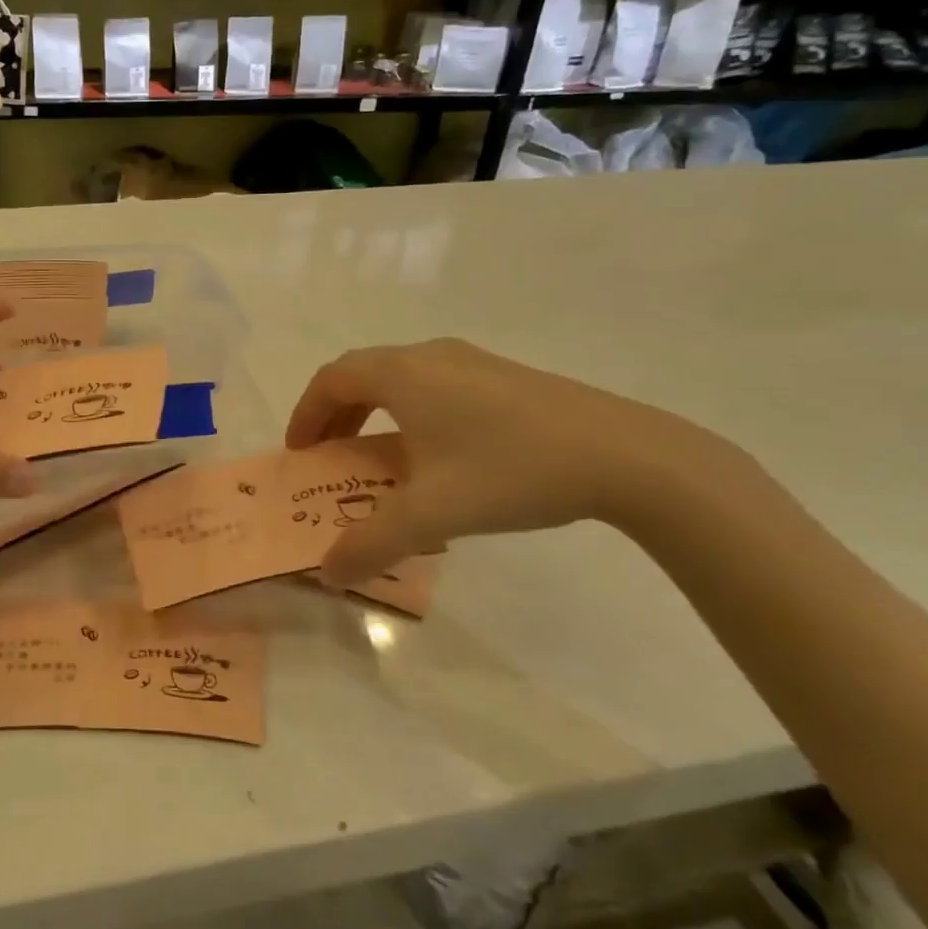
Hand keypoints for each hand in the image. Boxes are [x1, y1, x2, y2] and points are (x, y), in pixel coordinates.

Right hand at [286, 339, 726, 584]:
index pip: (332, 379)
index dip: (306, 412)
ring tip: (377, 456)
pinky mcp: (507, 377)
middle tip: (330, 454)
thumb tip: (328, 572)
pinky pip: (436, 385)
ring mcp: (474, 362)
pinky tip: (437, 454)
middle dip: (336, 413)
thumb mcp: (431, 514)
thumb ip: (370, 544)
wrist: (627, 455)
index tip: (300, 451)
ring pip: (402, 377)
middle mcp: (431, 356)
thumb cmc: (510, 471)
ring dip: (374, 412)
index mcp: (403, 374)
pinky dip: (411, 411)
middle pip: (362, 373)